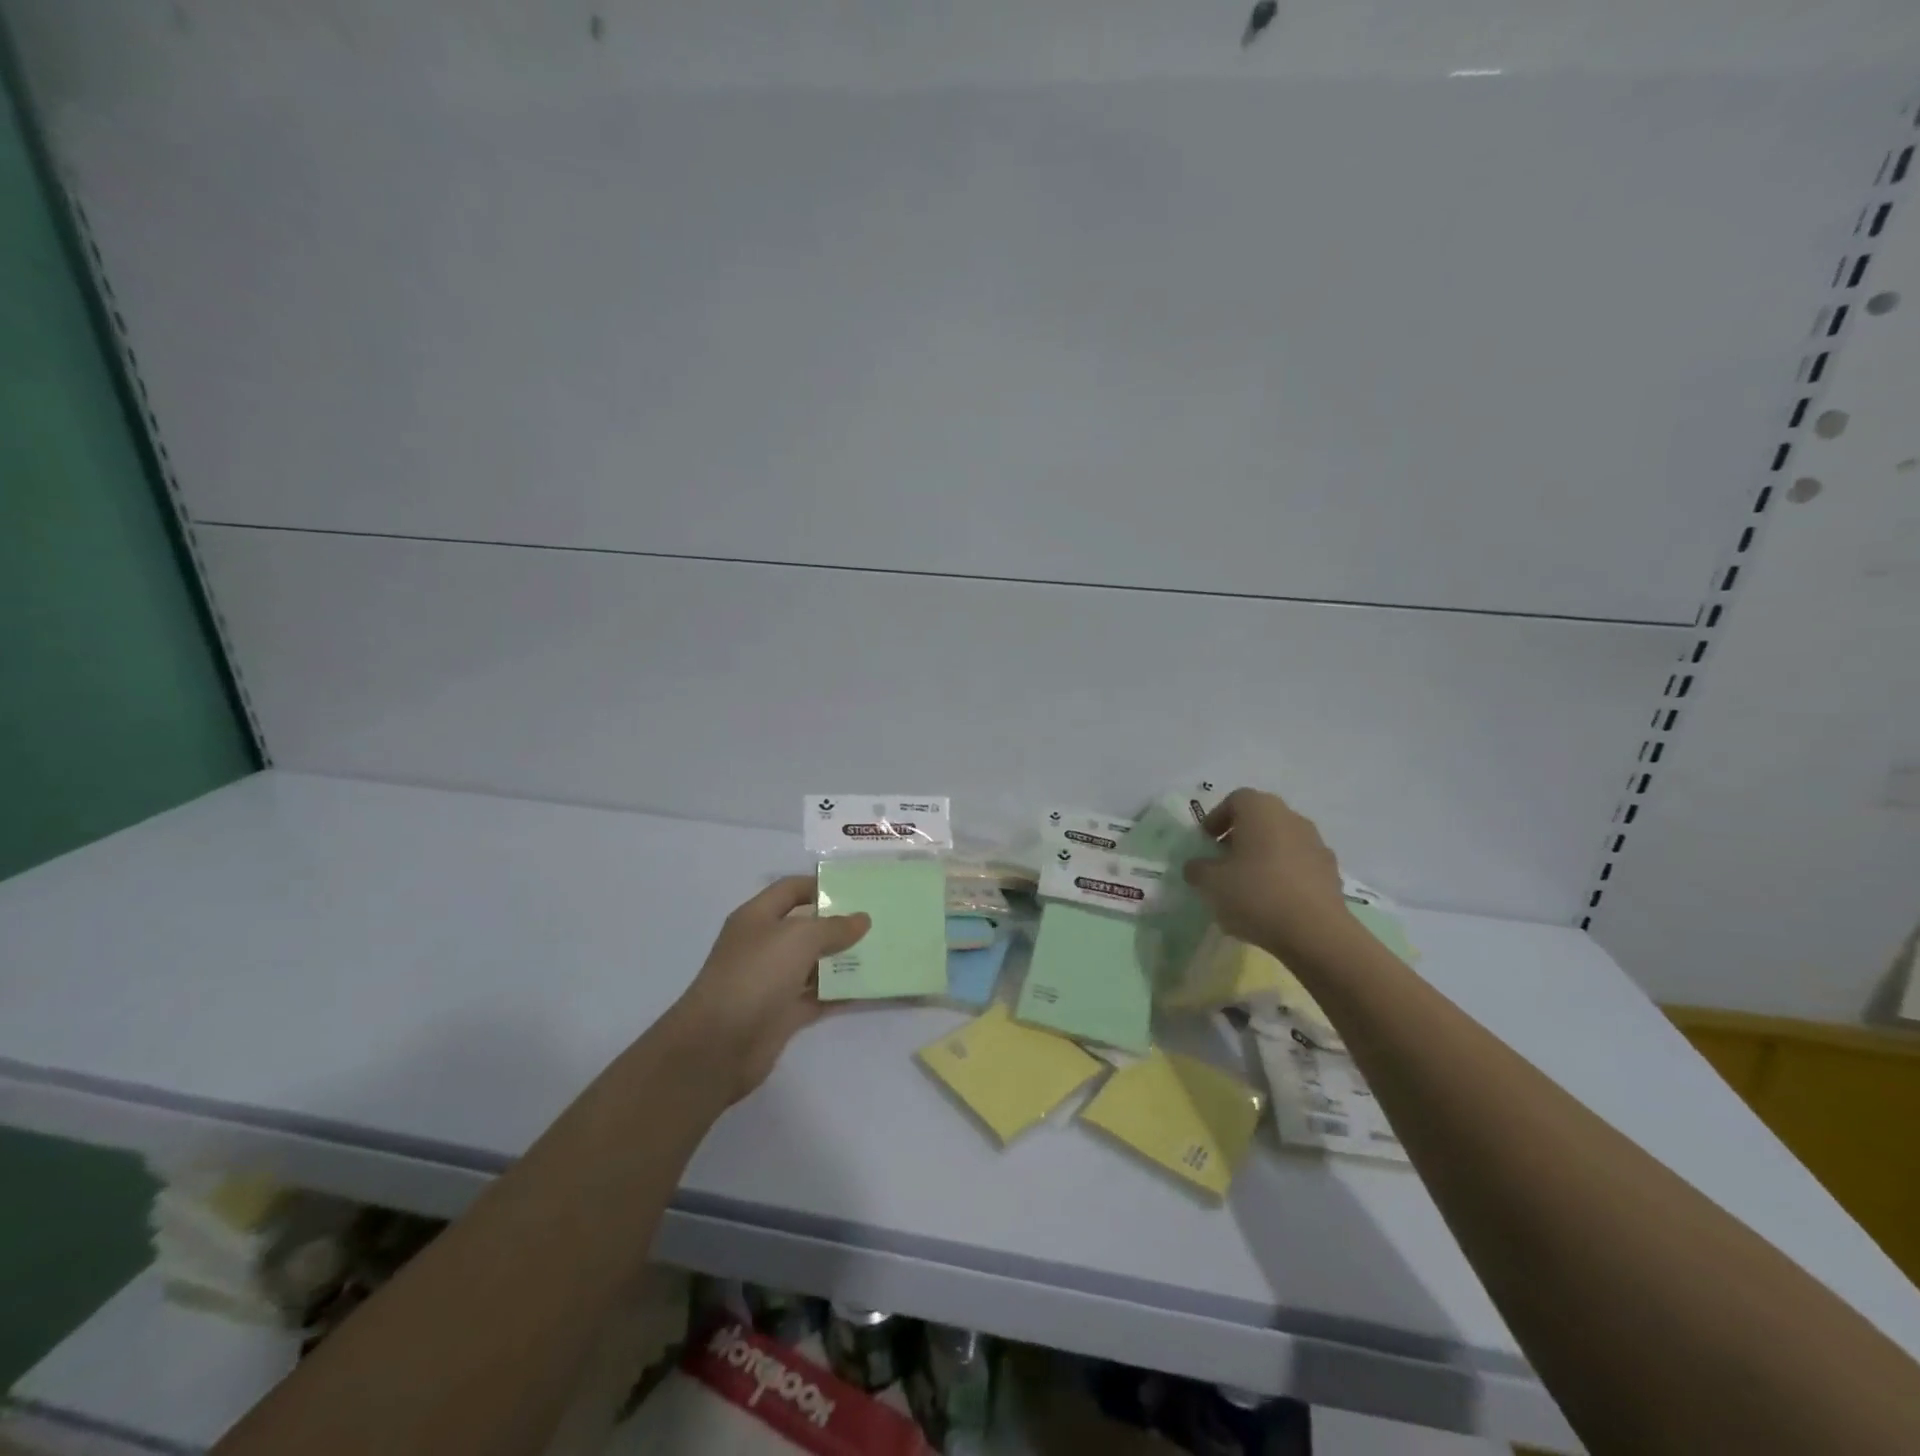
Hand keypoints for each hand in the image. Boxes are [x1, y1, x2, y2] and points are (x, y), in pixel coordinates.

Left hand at [663, 876, 868, 1103]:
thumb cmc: (755, 975)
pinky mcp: (782, 1014)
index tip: (856, 890)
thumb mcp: (799, 938)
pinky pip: (817, 997)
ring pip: (813, 964)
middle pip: (805, 927)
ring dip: (842, 960)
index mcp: (757, 918)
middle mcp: (763, 946)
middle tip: (877, 921)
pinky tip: (868, 988)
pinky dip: (839, 993)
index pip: (790, 890)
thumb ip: (833, 927)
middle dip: (838, 924)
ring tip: (880, 952)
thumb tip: (862, 919)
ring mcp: (772, 981)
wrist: (718, 1045)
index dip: (819, 886)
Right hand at [1182, 788, 1347, 957]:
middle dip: (1239, 837)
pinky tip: (1273, 902)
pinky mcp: (1331, 872)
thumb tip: (1198, 866)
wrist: (1315, 932)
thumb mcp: (1210, 883)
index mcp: (1261, 810)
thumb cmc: (1256, 895)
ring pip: (1281, 842)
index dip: (1216, 818)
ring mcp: (1316, 844)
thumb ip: (1197, 869)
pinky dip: (1283, 875)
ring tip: (1247, 886)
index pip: (1235, 800)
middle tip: (1223, 862)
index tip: (1206, 842)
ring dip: (1263, 856)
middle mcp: (1292, 818)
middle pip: (1260, 820)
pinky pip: (1299, 865)